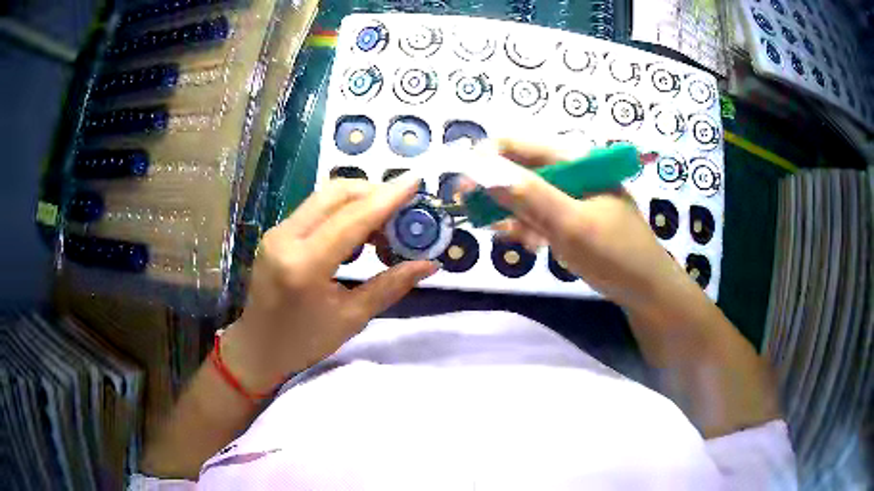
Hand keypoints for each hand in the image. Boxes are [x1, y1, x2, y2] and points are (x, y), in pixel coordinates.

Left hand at [221, 177, 437, 392]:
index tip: (416, 181)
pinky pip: (315, 209)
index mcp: (304, 265)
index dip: (387, 198)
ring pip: (324, 197)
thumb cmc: (304, 342)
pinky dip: (342, 212)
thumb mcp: (352, 318)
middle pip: (335, 194)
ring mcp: (277, 232)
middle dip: (374, 193)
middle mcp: (286, 238)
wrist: (258, 347)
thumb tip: (429, 264)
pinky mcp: (276, 233)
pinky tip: (358, 233)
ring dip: (359, 201)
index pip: (352, 219)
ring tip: (385, 226)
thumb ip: (390, 286)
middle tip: (403, 209)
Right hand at [486, 140, 704, 317]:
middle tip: (469, 208)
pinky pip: (541, 217)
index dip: (489, 158)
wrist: (645, 291)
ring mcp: (573, 198)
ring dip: (511, 212)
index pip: (522, 145)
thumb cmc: (614, 253)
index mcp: (577, 161)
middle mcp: (573, 174)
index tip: (464, 180)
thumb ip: (528, 195)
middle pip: (522, 171)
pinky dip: (528, 228)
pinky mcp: (573, 220)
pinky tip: (527, 245)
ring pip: (528, 196)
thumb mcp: (571, 224)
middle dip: (496, 189)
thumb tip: (481, 169)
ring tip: (499, 232)